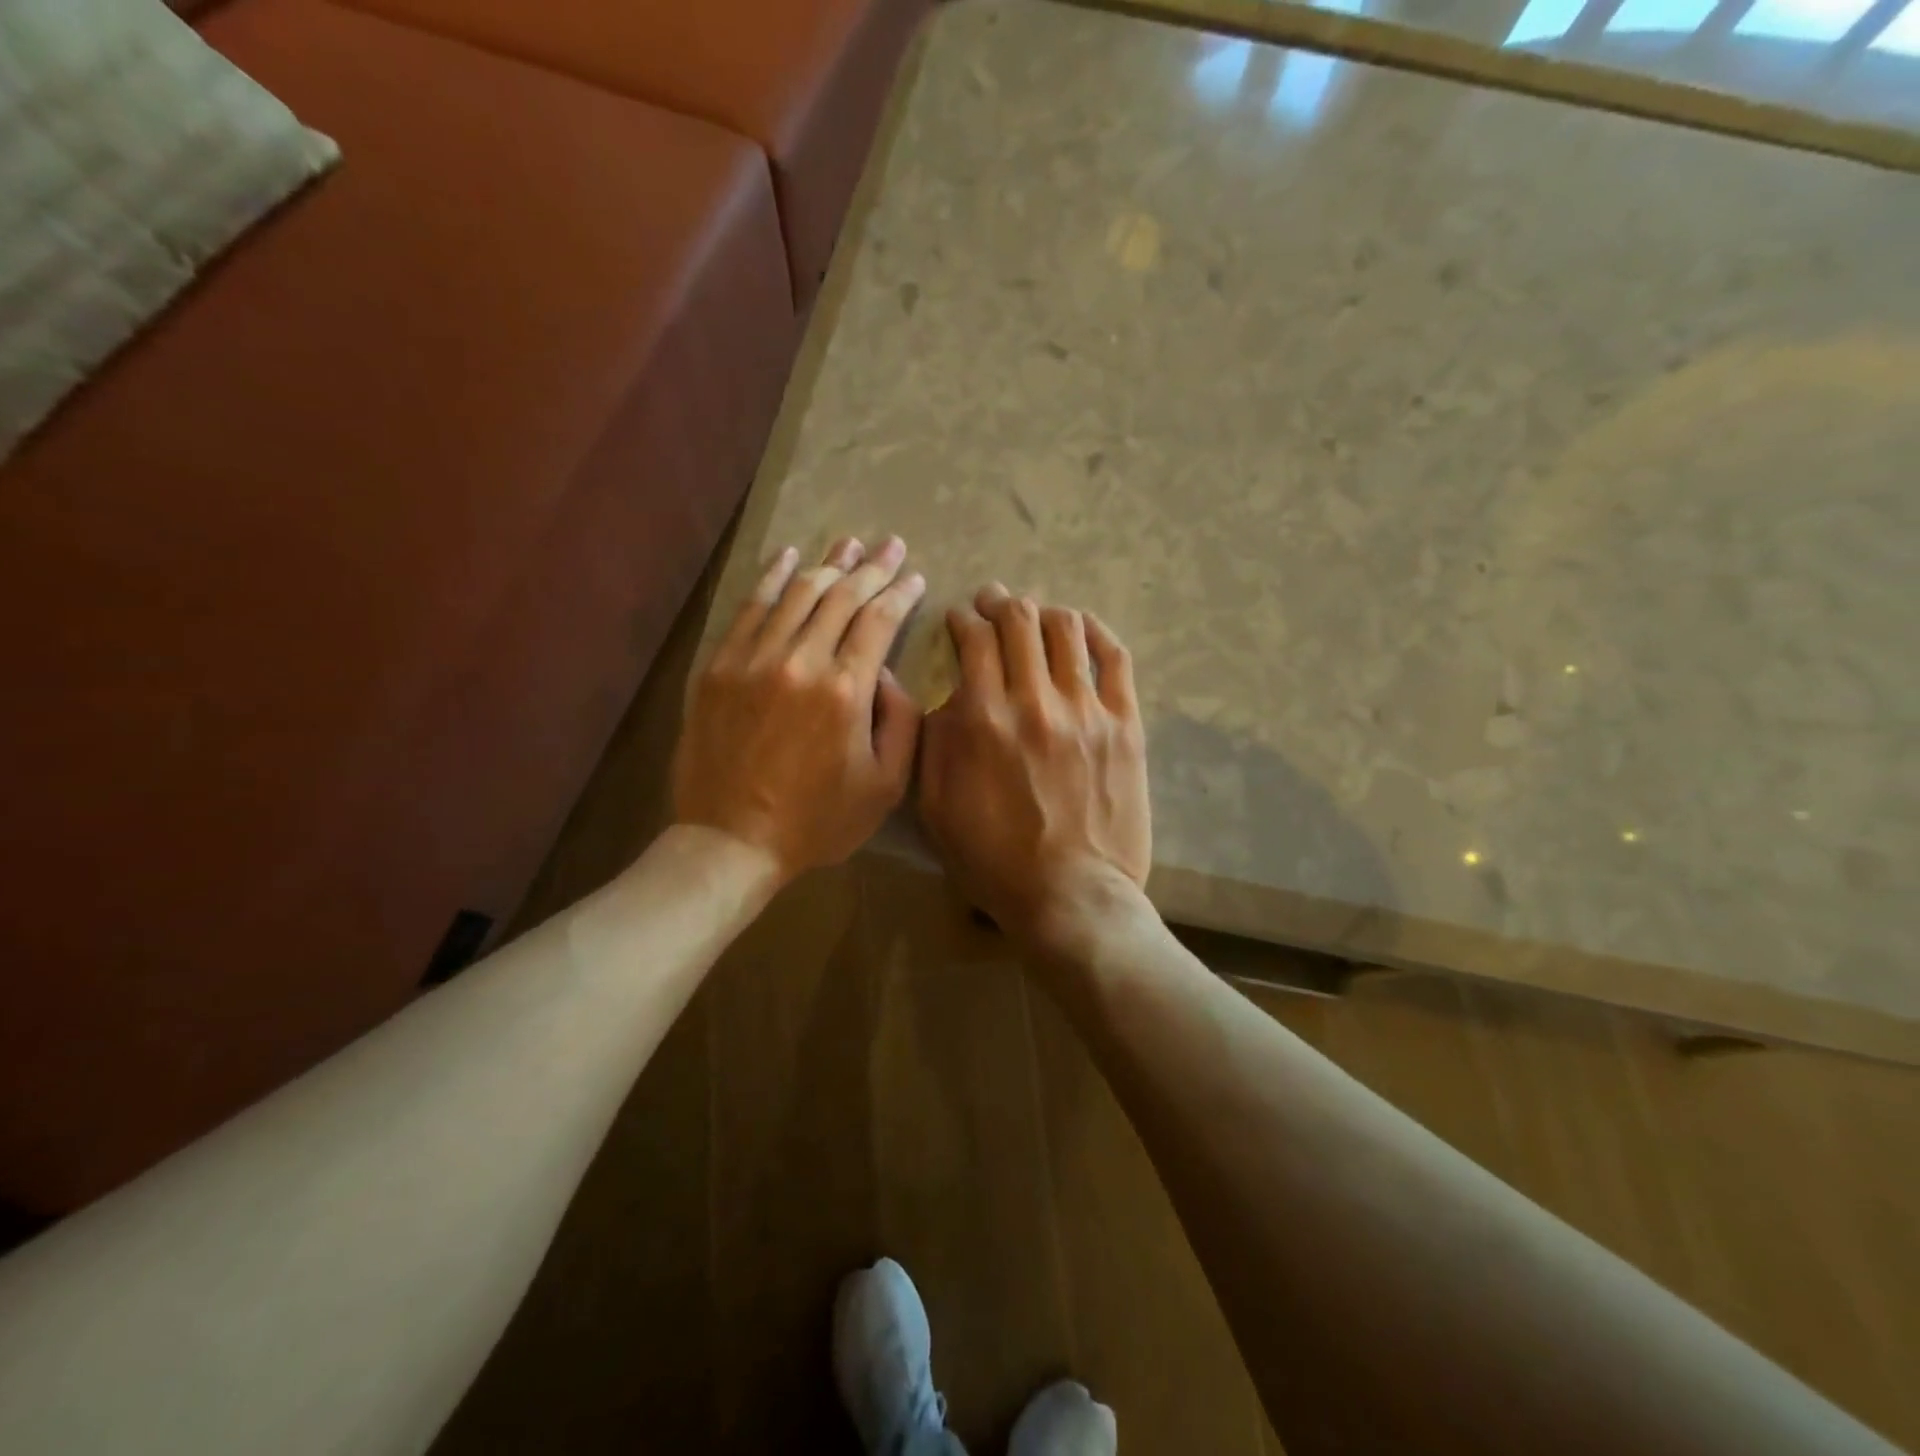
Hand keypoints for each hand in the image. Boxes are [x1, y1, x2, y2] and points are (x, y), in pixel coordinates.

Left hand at [673, 535, 925, 883]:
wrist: (731, 840)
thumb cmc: (817, 821)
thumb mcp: (886, 786)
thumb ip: (902, 722)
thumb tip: (888, 672)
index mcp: (846, 690)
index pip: (879, 620)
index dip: (900, 592)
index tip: (914, 576)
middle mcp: (800, 661)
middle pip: (841, 596)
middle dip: (872, 567)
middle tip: (890, 545)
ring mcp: (753, 659)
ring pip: (797, 593)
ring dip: (827, 563)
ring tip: (849, 542)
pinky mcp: (719, 666)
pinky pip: (749, 608)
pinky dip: (772, 577)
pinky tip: (789, 558)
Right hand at [918, 583, 1150, 950]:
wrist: (1070, 896)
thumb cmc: (993, 859)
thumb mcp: (937, 806)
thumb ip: (936, 742)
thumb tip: (950, 696)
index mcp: (983, 719)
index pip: (975, 640)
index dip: (964, 620)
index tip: (961, 620)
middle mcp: (1035, 701)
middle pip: (1019, 621)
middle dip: (1000, 603)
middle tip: (993, 603)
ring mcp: (1086, 710)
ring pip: (1066, 629)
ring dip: (1044, 612)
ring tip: (1035, 616)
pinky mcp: (1124, 724)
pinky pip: (1114, 658)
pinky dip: (1095, 631)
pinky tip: (1081, 627)